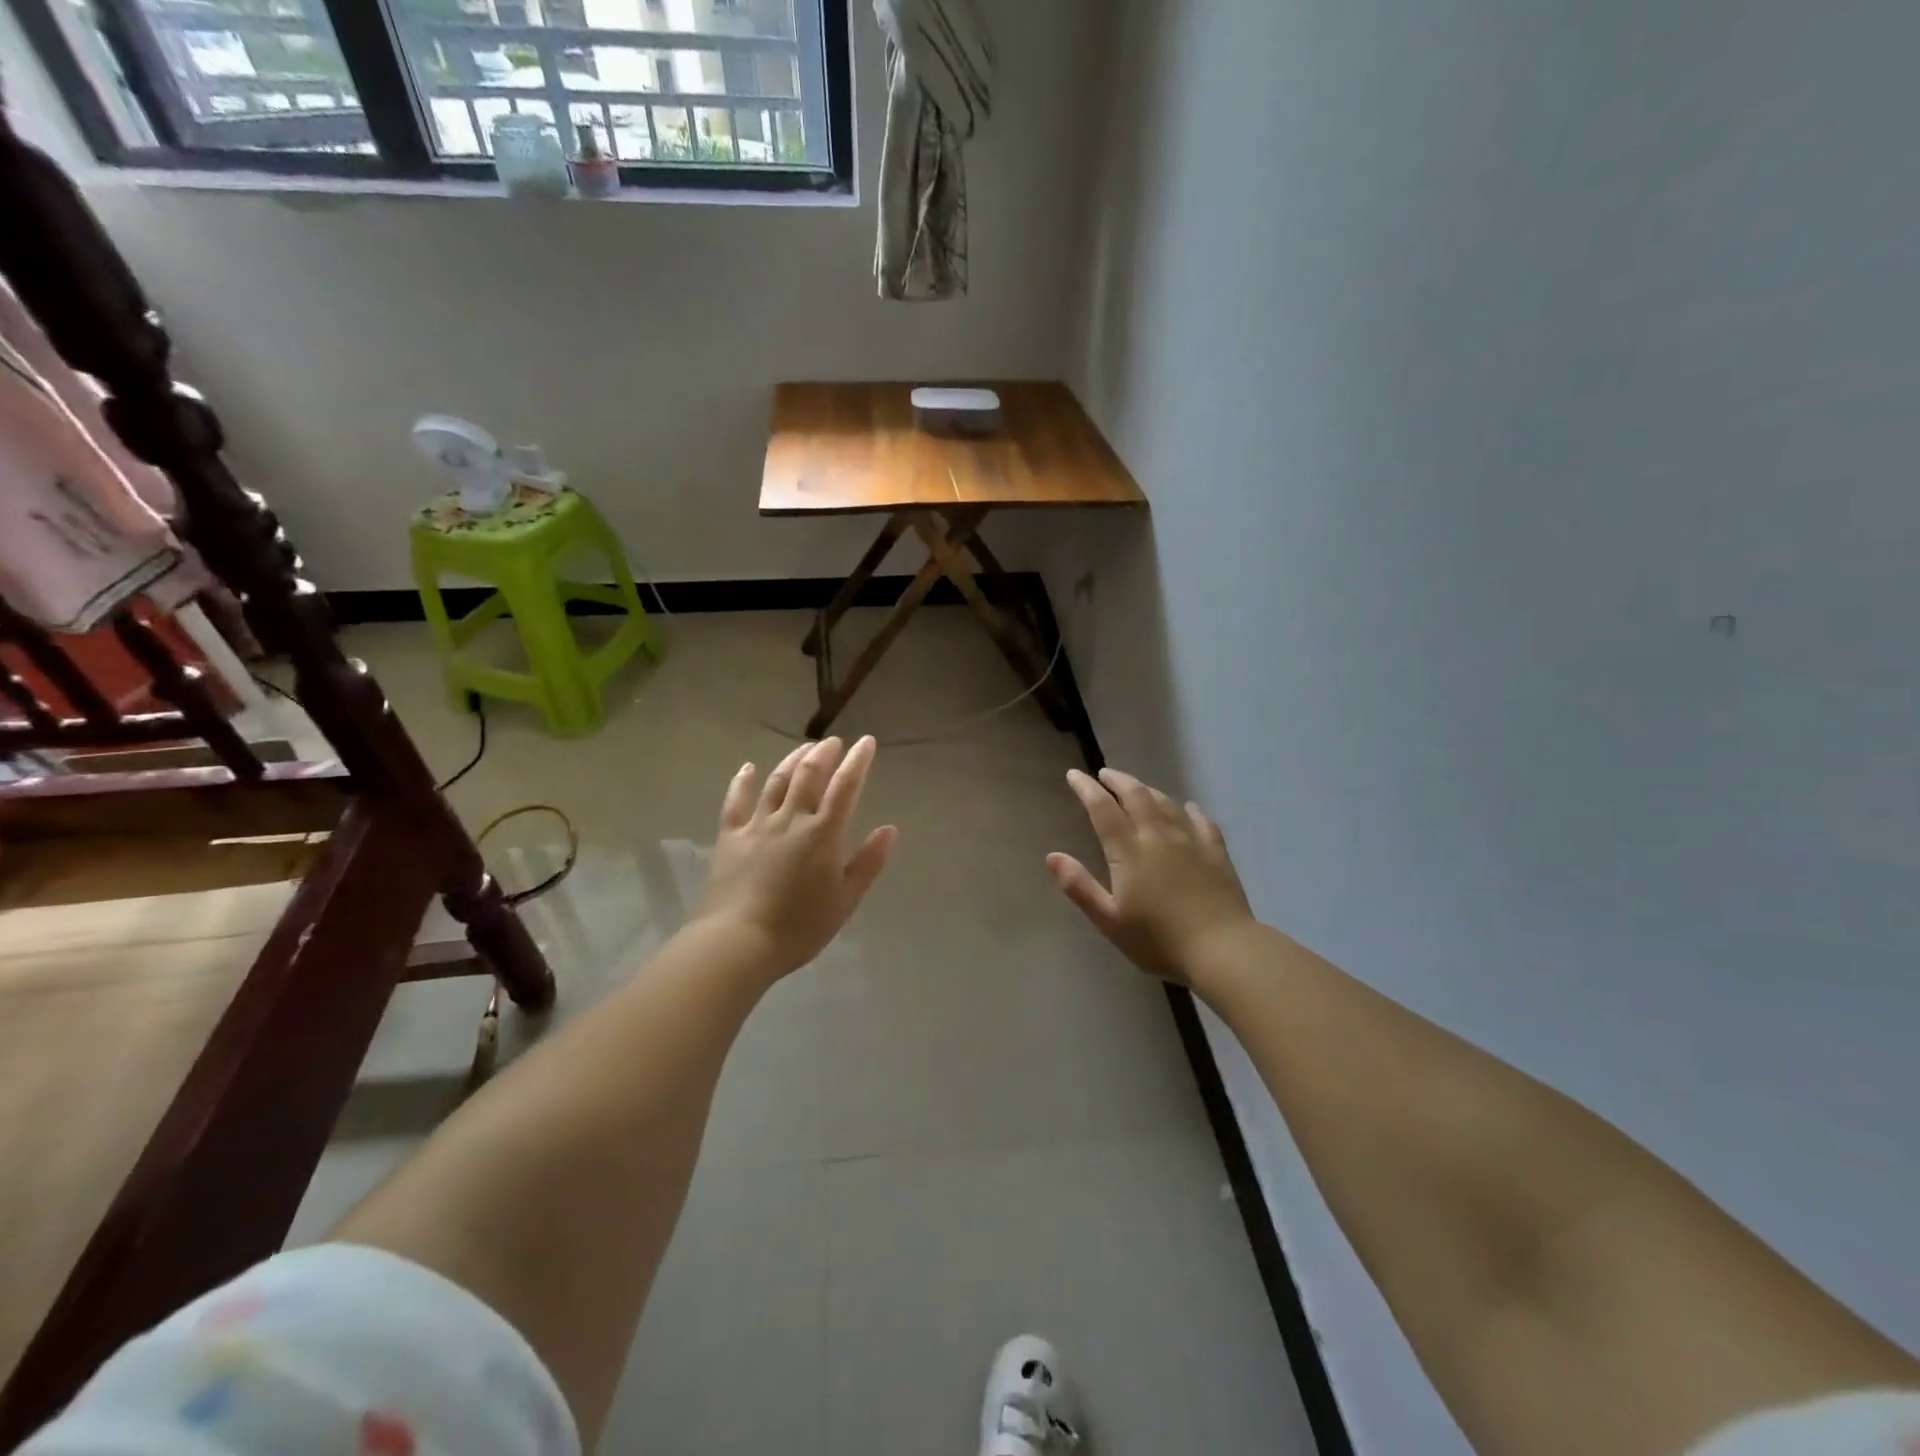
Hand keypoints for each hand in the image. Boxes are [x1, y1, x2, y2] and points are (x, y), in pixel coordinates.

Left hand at [694, 735, 897, 979]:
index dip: (858, 761)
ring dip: (792, 760)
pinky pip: (736, 801)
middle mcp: (791, 819)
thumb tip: (890, 830)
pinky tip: (748, 768)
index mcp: (823, 834)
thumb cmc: (800, 927)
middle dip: (824, 753)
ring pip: (777, 781)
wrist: (738, 942)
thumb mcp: (845, 900)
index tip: (867, 742)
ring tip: (804, 749)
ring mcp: (757, 825)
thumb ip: (868, 863)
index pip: (845, 787)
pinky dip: (742, 781)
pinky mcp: (730, 837)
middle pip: (809, 774)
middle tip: (834, 742)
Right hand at [1048, 767, 1255, 984]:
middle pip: (1137, 796)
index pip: (1103, 809)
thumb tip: (1052, 856)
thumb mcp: (1109, 920)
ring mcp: (1191, 842)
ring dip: (1148, 790)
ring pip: (1167, 804)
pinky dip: (1190, 810)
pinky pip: (1202, 822)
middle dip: (1118, 781)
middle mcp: (1159, 836)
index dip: (1087, 789)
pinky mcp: (1216, 854)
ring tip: (1137, 788)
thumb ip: (1080, 886)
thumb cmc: (1159, 940)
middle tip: (1104, 774)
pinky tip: (1188, 807)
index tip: (1074, 774)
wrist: (1223, 950)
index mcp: (1129, 851)